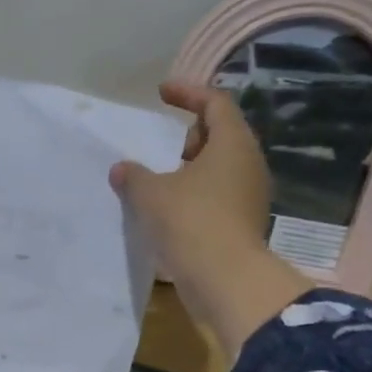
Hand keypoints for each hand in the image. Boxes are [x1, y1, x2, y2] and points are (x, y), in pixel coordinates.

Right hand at [110, 81, 312, 354]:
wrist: (225, 279)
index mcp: (232, 144)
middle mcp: (248, 164)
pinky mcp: (243, 223)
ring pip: (219, 168)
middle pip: (221, 134)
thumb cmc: (190, 222)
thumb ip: (134, 175)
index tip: (161, 93)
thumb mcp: (150, 194)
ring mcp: (250, 195)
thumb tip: (122, 169)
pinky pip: (217, 195)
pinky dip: (194, 193)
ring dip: (190, 168)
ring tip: (159, 180)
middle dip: (189, 134)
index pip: (215, 102)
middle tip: (161, 145)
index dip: (188, 93)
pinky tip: (169, 209)